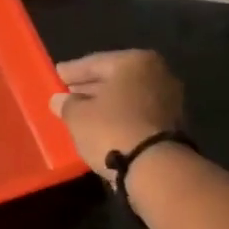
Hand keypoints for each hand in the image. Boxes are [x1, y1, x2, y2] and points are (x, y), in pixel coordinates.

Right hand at [48, 50, 183, 183]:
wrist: (156, 167)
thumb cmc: (112, 130)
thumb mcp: (78, 116)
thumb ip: (67, 104)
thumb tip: (59, 100)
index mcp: (134, 61)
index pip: (95, 62)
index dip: (72, 71)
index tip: (56, 75)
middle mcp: (156, 73)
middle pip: (114, 78)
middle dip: (89, 87)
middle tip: (66, 94)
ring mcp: (168, 99)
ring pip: (126, 97)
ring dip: (104, 103)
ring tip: (81, 112)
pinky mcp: (172, 123)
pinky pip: (136, 113)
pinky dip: (119, 116)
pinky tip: (102, 126)